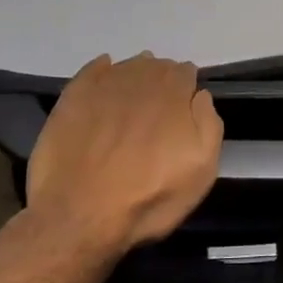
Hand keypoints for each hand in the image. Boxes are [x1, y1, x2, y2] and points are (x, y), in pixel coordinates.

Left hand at [25, 53, 222, 256]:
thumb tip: (200, 96)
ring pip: (127, 67)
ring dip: (136, 76)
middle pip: (157, 66)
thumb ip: (209, 125)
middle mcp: (140, 79)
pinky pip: (93, 70)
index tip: (184, 107)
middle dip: (162, 81)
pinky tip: (105, 80)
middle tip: (159, 107)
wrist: (79, 215)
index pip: (186, 73)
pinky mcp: (73, 97)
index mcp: (174, 93)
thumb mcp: (201, 171)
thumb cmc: (148, 198)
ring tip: (134, 98)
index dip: (187, 88)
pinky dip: (103, 70)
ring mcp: (104, 86)